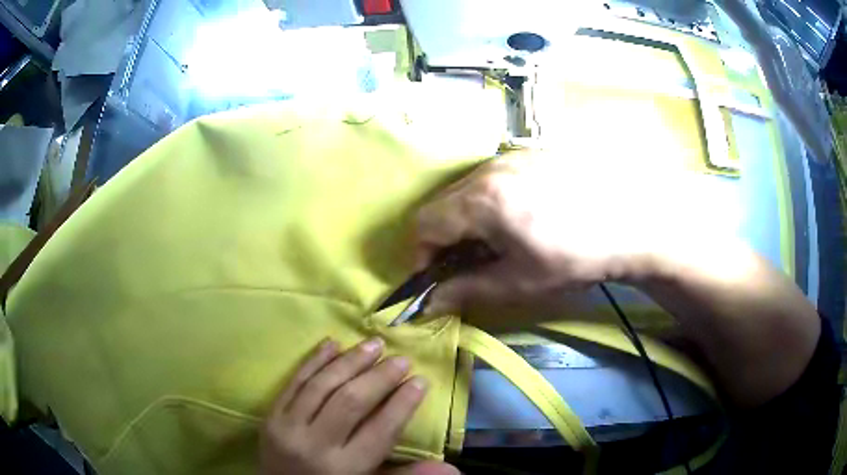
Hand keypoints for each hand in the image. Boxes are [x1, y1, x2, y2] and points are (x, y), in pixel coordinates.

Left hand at [260, 338, 458, 474]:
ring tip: (374, 344)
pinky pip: (293, 382)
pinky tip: (332, 343)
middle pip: (350, 402)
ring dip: (350, 361)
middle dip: (380, 377)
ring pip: (322, 386)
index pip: (380, 430)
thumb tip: (452, 468)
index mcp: (345, 468)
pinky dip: (313, 360)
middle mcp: (315, 445)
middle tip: (401, 359)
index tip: (421, 381)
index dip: (403, 403)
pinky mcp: (271, 415)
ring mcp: (288, 427)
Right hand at [414, 150, 689, 318]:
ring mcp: (512, 155)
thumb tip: (428, 305)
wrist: (632, 222)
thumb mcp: (518, 282)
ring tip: (498, 240)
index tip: (437, 277)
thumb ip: (466, 291)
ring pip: (467, 188)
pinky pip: (493, 177)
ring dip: (468, 217)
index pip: (424, 223)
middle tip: (470, 262)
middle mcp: (489, 169)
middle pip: (443, 202)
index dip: (421, 254)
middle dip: (445, 237)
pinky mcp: (532, 153)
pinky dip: (490, 201)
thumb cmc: (575, 258)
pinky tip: (521, 216)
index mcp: (482, 200)